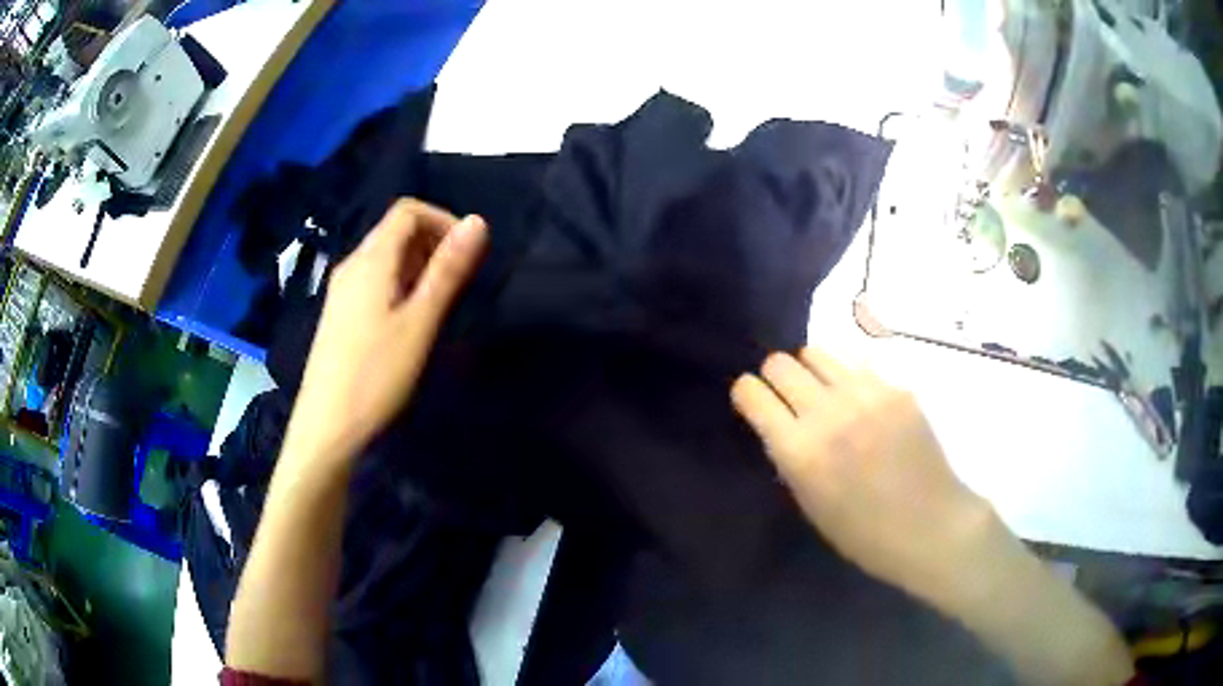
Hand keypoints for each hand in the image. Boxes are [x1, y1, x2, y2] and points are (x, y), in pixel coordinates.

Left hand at [289, 199, 486, 461]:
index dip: (442, 220)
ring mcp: (341, 290)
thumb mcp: (419, 323)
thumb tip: (477, 221)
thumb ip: (447, 270)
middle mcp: (351, 265)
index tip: (467, 254)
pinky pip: (373, 281)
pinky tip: (407, 322)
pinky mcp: (339, 314)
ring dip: (418, 266)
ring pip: (385, 257)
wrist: (326, 428)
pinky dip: (399, 285)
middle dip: (433, 243)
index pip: (407, 210)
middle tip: (457, 284)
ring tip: (437, 305)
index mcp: (370, 260)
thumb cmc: (375, 375)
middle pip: (395, 230)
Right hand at [731, 348, 990, 601]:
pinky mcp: (896, 388)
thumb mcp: (810, 501)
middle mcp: (827, 413)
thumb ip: (791, 454)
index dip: (748, 393)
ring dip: (811, 369)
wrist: (929, 526)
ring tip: (825, 391)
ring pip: (817, 351)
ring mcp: (865, 395)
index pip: (752, 393)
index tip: (754, 400)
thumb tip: (782, 419)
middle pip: (779, 363)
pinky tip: (862, 400)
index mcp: (798, 451)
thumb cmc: (863, 532)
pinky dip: (849, 377)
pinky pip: (858, 364)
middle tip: (789, 396)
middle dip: (776, 377)